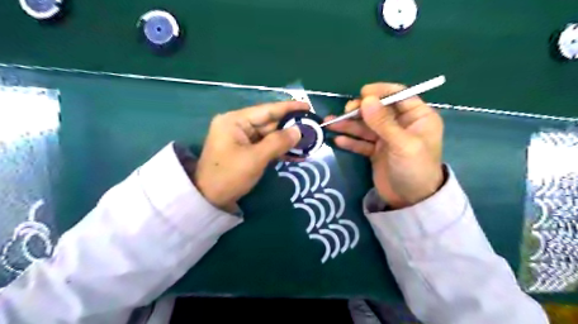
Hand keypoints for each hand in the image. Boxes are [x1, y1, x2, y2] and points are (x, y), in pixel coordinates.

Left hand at [194, 103, 306, 210]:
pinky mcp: (245, 150)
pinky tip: (296, 153)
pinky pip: (265, 146)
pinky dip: (279, 150)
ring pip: (269, 135)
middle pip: (269, 123)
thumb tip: (299, 131)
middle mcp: (237, 125)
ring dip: (287, 140)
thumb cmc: (229, 176)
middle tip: (312, 129)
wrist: (209, 199)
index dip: (288, 108)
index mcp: (235, 121)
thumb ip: (278, 142)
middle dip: (290, 127)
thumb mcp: (255, 159)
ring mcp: (241, 139)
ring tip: (308, 142)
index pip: (266, 110)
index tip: (307, 107)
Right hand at [324, 84, 443, 208]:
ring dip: (349, 125)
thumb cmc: (415, 169)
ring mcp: (387, 139)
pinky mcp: (376, 151)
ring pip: (366, 126)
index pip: (398, 96)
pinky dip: (350, 141)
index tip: (362, 94)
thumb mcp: (403, 144)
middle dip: (360, 111)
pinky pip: (361, 142)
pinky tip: (338, 140)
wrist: (411, 201)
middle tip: (345, 113)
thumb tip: (366, 100)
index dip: (380, 92)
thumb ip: (383, 122)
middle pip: (378, 111)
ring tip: (331, 124)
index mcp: (417, 117)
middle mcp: (401, 125)